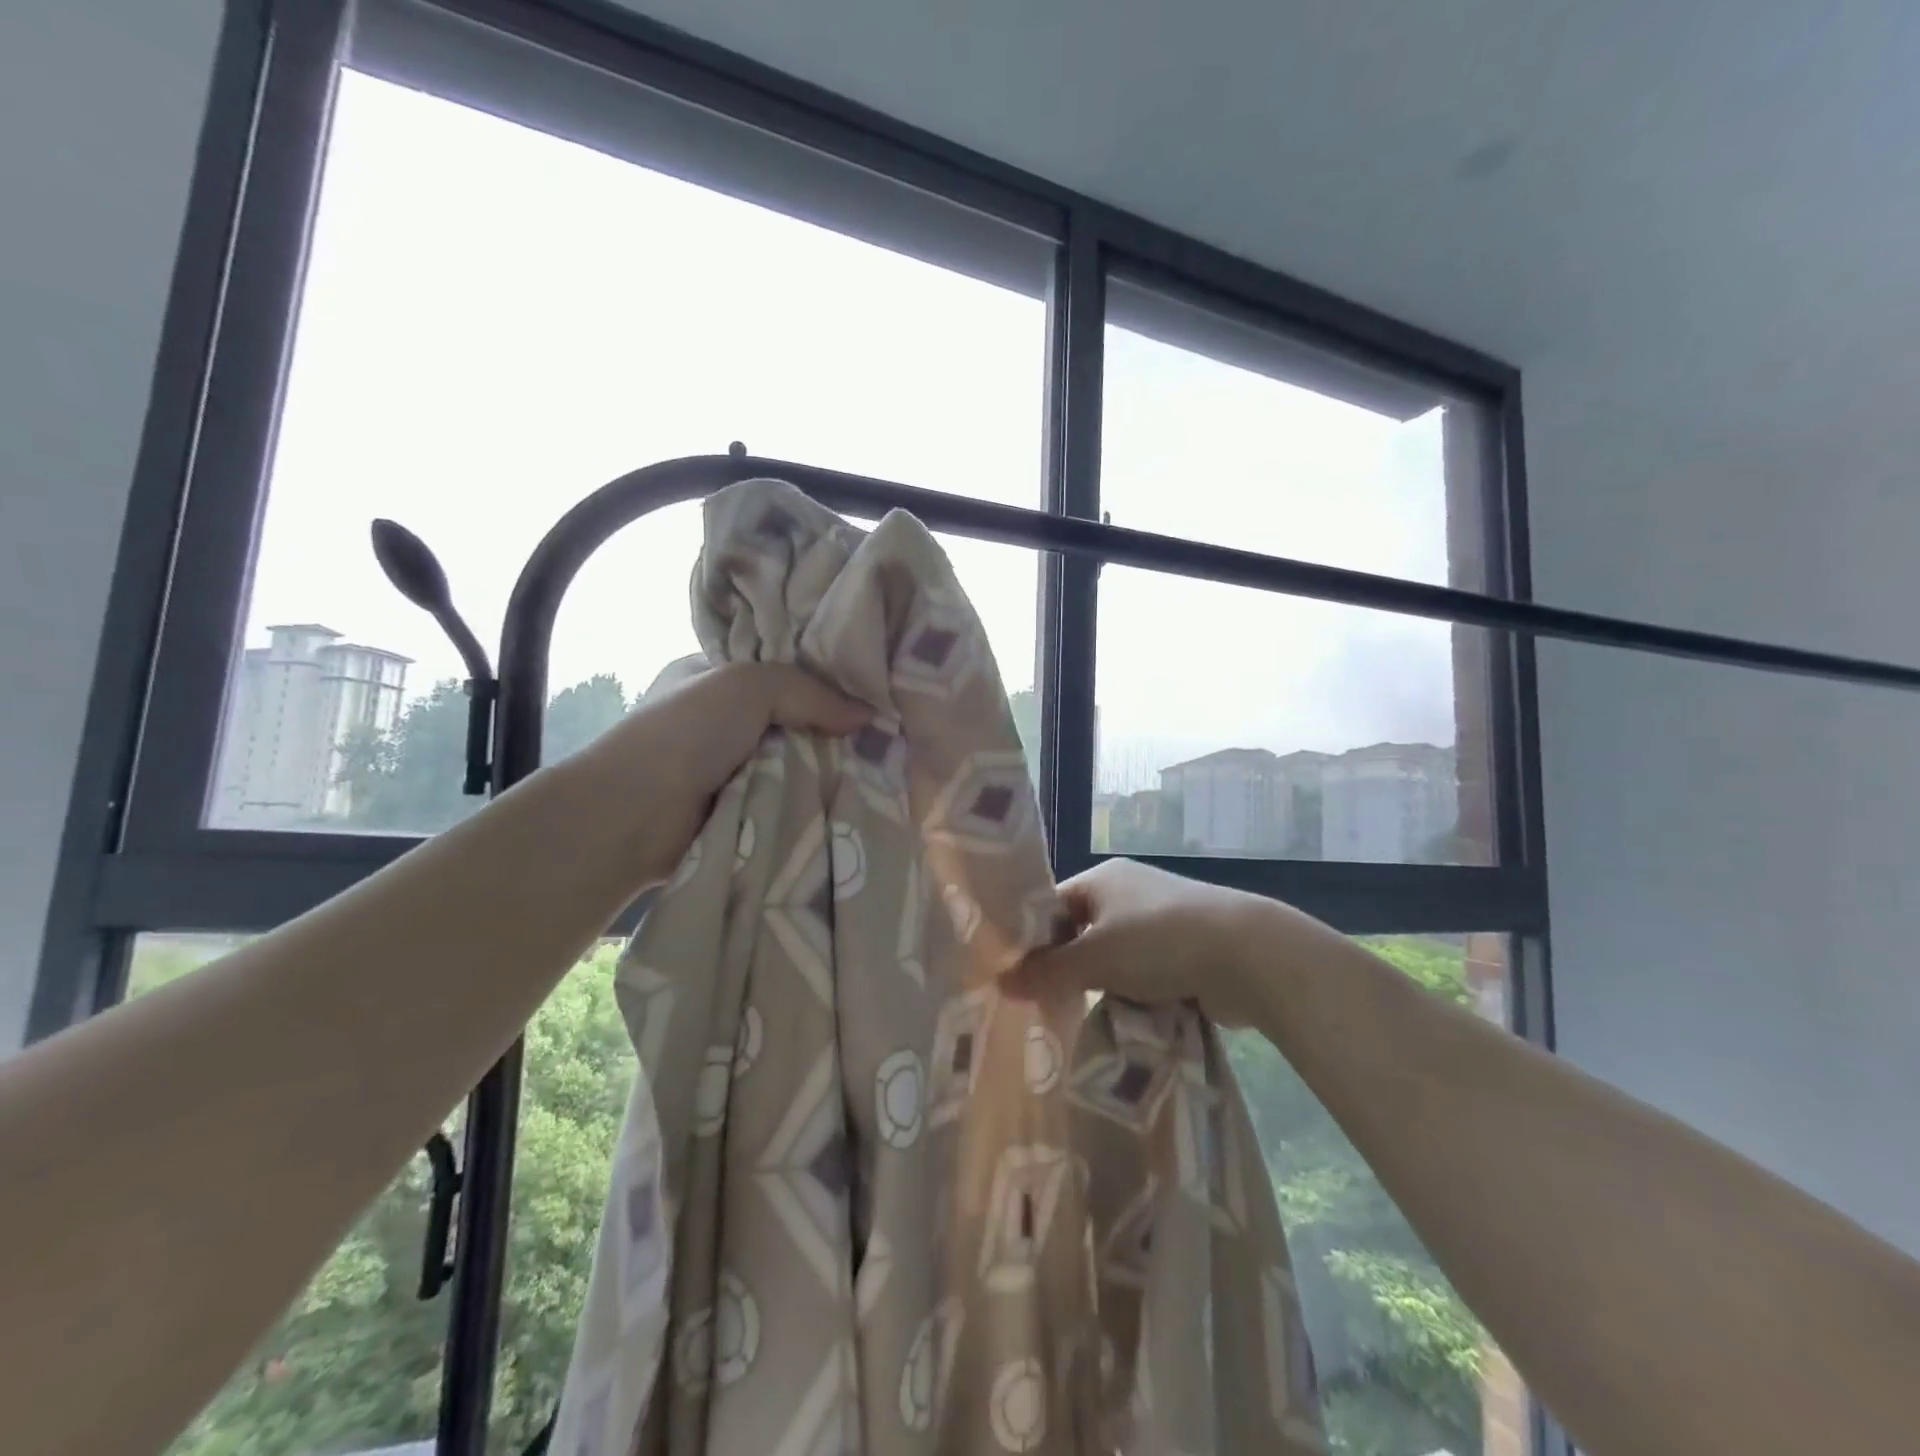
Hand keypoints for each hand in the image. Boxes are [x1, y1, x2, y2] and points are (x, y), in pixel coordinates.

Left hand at [579, 660, 868, 885]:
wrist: (634, 813)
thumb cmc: (686, 731)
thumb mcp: (750, 685)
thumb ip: (811, 692)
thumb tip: (866, 716)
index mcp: (709, 678)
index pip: (775, 672)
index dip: (816, 679)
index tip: (863, 690)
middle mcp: (716, 722)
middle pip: (788, 722)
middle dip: (825, 731)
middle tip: (879, 736)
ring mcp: (723, 769)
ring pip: (790, 764)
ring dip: (820, 771)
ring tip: (876, 771)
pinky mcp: (734, 811)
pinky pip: (783, 801)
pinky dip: (806, 802)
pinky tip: (846, 800)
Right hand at [1003, 858, 1320, 1028]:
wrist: (1249, 955)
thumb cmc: (1160, 942)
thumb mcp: (1095, 958)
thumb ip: (1046, 972)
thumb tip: (1000, 982)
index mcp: (1102, 879)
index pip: (1051, 906)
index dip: (1031, 940)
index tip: (1015, 978)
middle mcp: (1128, 893)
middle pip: (1081, 934)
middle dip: (1067, 969)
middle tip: (1045, 1005)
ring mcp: (1160, 921)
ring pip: (1113, 959)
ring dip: (1102, 986)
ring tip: (1082, 1019)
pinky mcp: (1185, 950)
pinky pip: (1144, 974)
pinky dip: (1133, 995)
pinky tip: (1125, 1020)